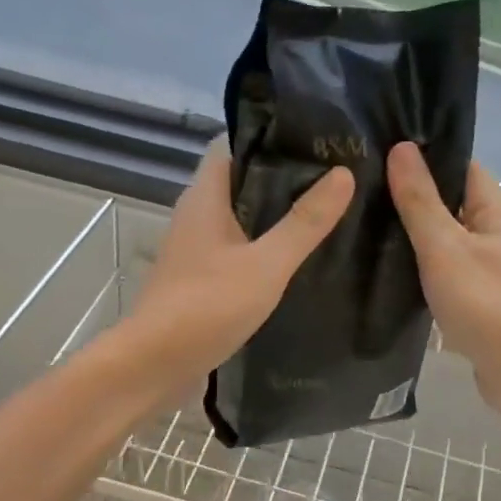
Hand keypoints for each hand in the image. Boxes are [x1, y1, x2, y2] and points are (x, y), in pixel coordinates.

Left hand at [126, 139, 352, 393]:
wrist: (155, 364)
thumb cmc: (207, 306)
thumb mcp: (266, 264)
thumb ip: (304, 222)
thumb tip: (344, 173)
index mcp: (205, 197)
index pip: (233, 144)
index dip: (271, 135)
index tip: (315, 138)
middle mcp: (196, 215)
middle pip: (241, 180)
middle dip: (283, 177)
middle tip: (334, 178)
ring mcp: (196, 249)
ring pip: (240, 218)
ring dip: (275, 216)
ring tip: (324, 215)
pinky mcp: (200, 279)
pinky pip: (237, 250)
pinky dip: (264, 249)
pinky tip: (295, 261)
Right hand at [387, 142, 500, 425]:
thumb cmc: (488, 304)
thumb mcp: (444, 247)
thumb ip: (420, 201)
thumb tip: (401, 147)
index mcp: (498, 209)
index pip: (458, 167)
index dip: (420, 161)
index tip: (374, 160)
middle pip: (451, 206)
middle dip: (411, 204)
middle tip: (358, 201)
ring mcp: (495, 272)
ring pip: (448, 246)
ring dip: (416, 244)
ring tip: (365, 236)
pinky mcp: (485, 305)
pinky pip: (450, 279)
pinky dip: (426, 277)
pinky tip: (392, 281)